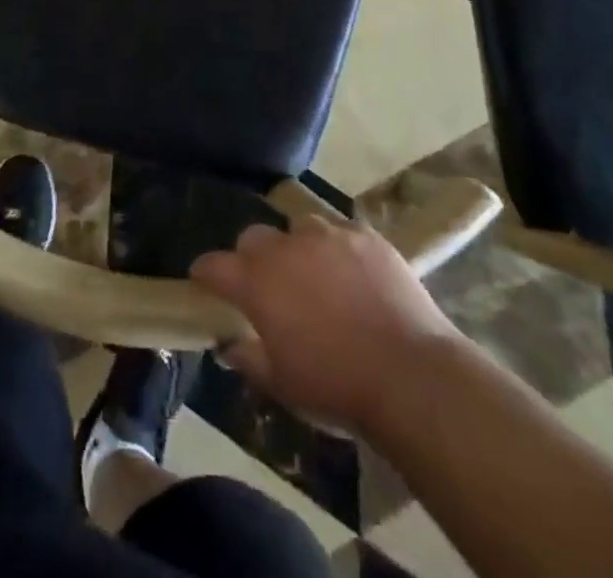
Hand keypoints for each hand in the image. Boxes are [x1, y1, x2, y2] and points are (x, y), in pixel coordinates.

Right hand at [190, 217, 461, 434]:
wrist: (409, 374)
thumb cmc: (336, 385)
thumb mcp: (282, 384)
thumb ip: (248, 358)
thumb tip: (227, 346)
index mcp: (257, 282)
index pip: (215, 265)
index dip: (206, 272)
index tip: (203, 279)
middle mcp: (286, 247)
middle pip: (254, 236)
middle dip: (252, 256)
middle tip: (265, 283)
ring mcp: (328, 234)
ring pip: (299, 227)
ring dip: (297, 248)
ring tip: (314, 274)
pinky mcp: (365, 235)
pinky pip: (340, 231)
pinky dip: (337, 247)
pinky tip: (351, 272)